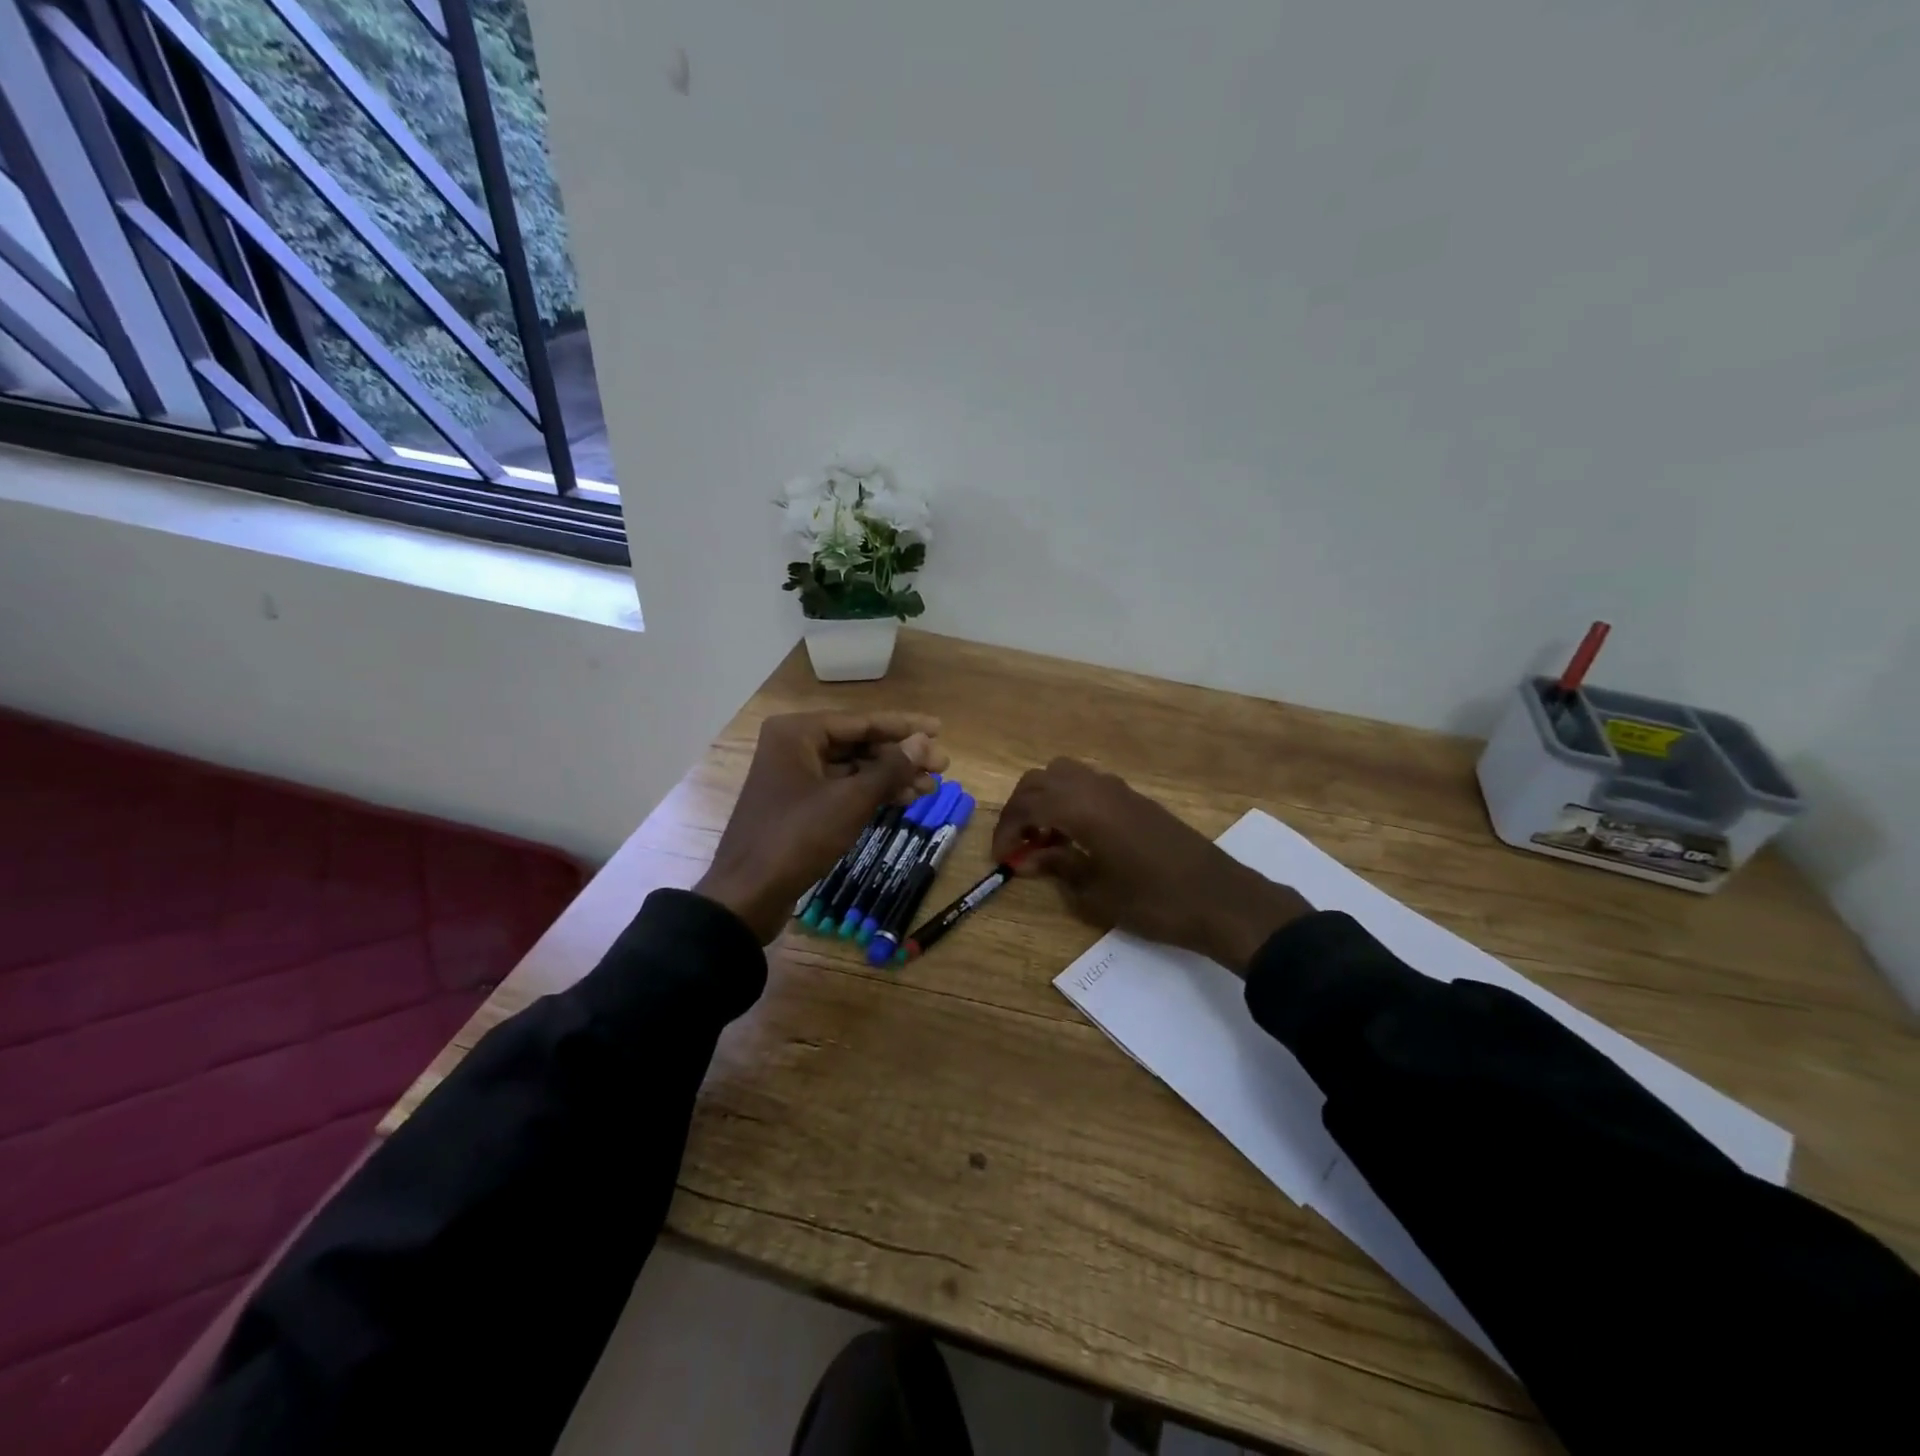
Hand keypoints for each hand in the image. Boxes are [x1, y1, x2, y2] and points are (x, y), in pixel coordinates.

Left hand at [697, 712, 949, 942]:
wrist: (748, 894)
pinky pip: (842, 788)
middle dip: (900, 756)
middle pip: (858, 743)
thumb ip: (891, 769)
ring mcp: (794, 776)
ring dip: (890, 777)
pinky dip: (871, 793)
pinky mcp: (798, 804)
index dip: (905, 727)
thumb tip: (925, 741)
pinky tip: (903, 800)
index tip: (940, 729)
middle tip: (942, 766)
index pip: (862, 721)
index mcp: (797, 733)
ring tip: (930, 787)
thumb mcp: (850, 801)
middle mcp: (793, 746)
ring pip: (852, 768)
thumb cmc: (797, 838)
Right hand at [992, 758, 1311, 973]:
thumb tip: (1026, 859)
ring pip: (1066, 775)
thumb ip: (1058, 867)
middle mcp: (1097, 787)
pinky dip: (1070, 800)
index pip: (1027, 804)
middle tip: (1018, 844)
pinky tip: (1076, 834)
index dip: (1007, 830)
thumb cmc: (1153, 900)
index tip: (1001, 858)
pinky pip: (1089, 784)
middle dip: (1022, 808)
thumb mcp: (1096, 892)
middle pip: (1042, 779)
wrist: (1219, 898)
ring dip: (1046, 799)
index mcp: (1082, 807)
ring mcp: (1119, 789)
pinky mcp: (1136, 799)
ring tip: (1045, 837)